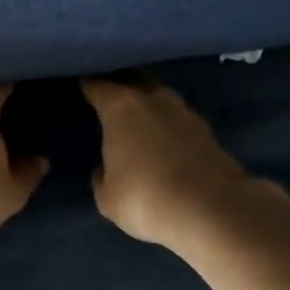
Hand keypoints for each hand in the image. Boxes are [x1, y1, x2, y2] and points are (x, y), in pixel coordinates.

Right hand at [81, 77, 271, 248]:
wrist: (212, 210)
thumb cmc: (145, 198)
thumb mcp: (107, 195)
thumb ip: (101, 173)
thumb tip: (105, 165)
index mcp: (121, 106)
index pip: (96, 83)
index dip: (86, 84)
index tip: (77, 86)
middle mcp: (153, 98)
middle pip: (132, 79)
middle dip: (119, 84)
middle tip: (105, 97)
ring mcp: (184, 111)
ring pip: (158, 97)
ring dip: (146, 104)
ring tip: (133, 119)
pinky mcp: (207, 130)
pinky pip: (176, 119)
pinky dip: (166, 124)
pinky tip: (161, 140)